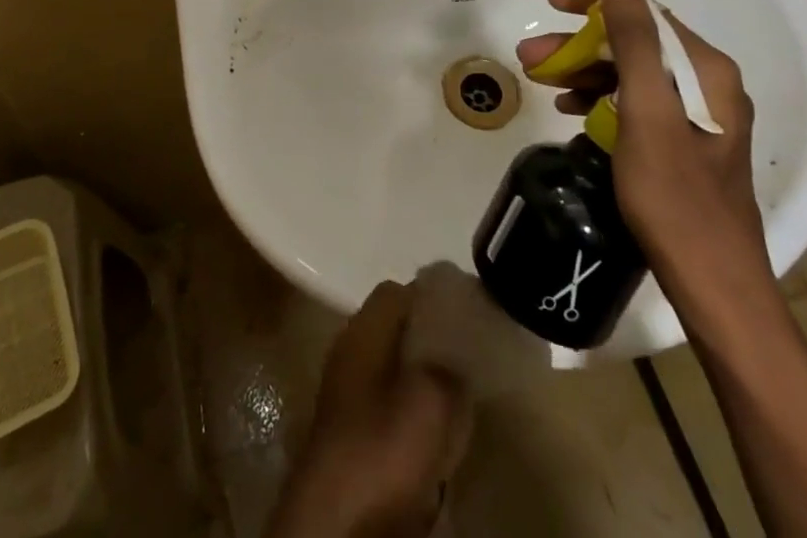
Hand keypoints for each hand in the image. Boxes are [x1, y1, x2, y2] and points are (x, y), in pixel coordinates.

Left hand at [265, 281, 472, 537]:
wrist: (337, 529)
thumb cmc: (380, 449)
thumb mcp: (431, 399)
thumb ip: (449, 369)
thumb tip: (456, 360)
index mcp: (360, 330)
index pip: (396, 292)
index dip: (431, 297)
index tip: (466, 314)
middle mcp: (349, 354)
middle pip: (395, 333)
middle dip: (431, 342)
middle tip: (469, 358)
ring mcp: (347, 399)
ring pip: (394, 374)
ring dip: (424, 384)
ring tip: (460, 398)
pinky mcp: (353, 442)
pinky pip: (391, 414)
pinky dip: (414, 420)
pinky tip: (438, 438)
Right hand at [515, 0, 773, 308]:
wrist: (715, 286)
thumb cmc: (675, 196)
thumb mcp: (646, 112)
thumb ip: (634, 41)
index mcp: (705, 70)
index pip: (644, 13)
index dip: (594, 3)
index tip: (551, 4)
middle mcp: (707, 84)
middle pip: (634, 44)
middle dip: (579, 45)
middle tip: (531, 56)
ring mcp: (697, 116)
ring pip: (630, 75)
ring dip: (584, 72)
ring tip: (540, 81)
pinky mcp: (684, 144)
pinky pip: (635, 104)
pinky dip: (600, 100)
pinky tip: (570, 110)